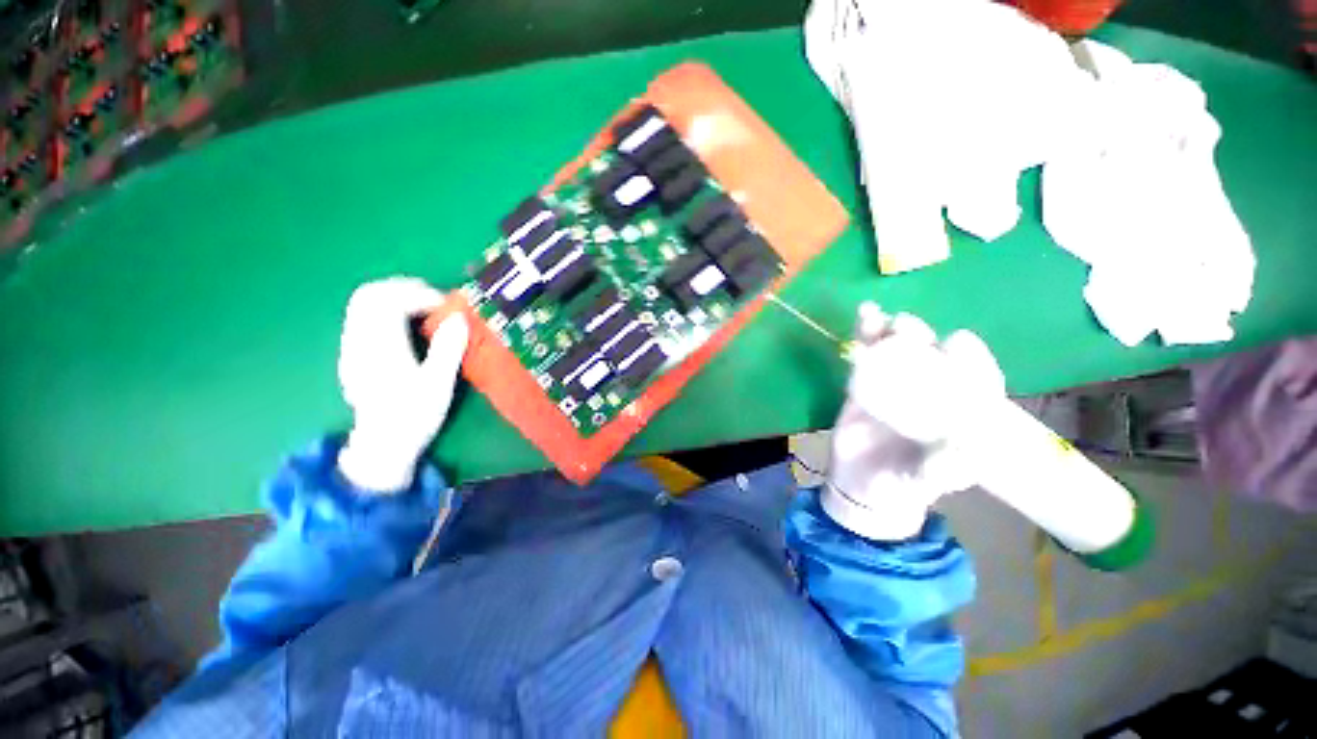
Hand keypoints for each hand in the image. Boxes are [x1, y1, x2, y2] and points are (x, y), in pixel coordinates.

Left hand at [336, 277, 468, 492]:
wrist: (383, 444)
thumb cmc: (414, 416)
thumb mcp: (438, 385)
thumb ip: (448, 348)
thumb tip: (460, 318)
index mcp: (380, 349)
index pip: (389, 302)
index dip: (420, 295)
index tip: (446, 306)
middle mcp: (359, 342)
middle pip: (370, 294)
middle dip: (405, 288)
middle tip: (434, 301)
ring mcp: (351, 347)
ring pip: (363, 303)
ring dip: (395, 296)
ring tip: (424, 308)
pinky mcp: (353, 353)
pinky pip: (364, 316)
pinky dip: (386, 309)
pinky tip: (407, 324)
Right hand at [824, 303, 1005, 540]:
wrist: (857, 484)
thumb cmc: (898, 485)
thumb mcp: (924, 481)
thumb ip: (943, 468)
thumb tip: (965, 444)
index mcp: (957, 412)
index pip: (974, 378)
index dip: (971, 357)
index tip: (957, 343)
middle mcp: (930, 392)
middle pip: (931, 355)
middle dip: (921, 336)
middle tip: (905, 328)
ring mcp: (895, 385)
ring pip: (898, 350)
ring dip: (892, 330)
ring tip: (881, 318)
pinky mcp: (864, 383)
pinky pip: (866, 356)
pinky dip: (865, 335)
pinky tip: (865, 315)